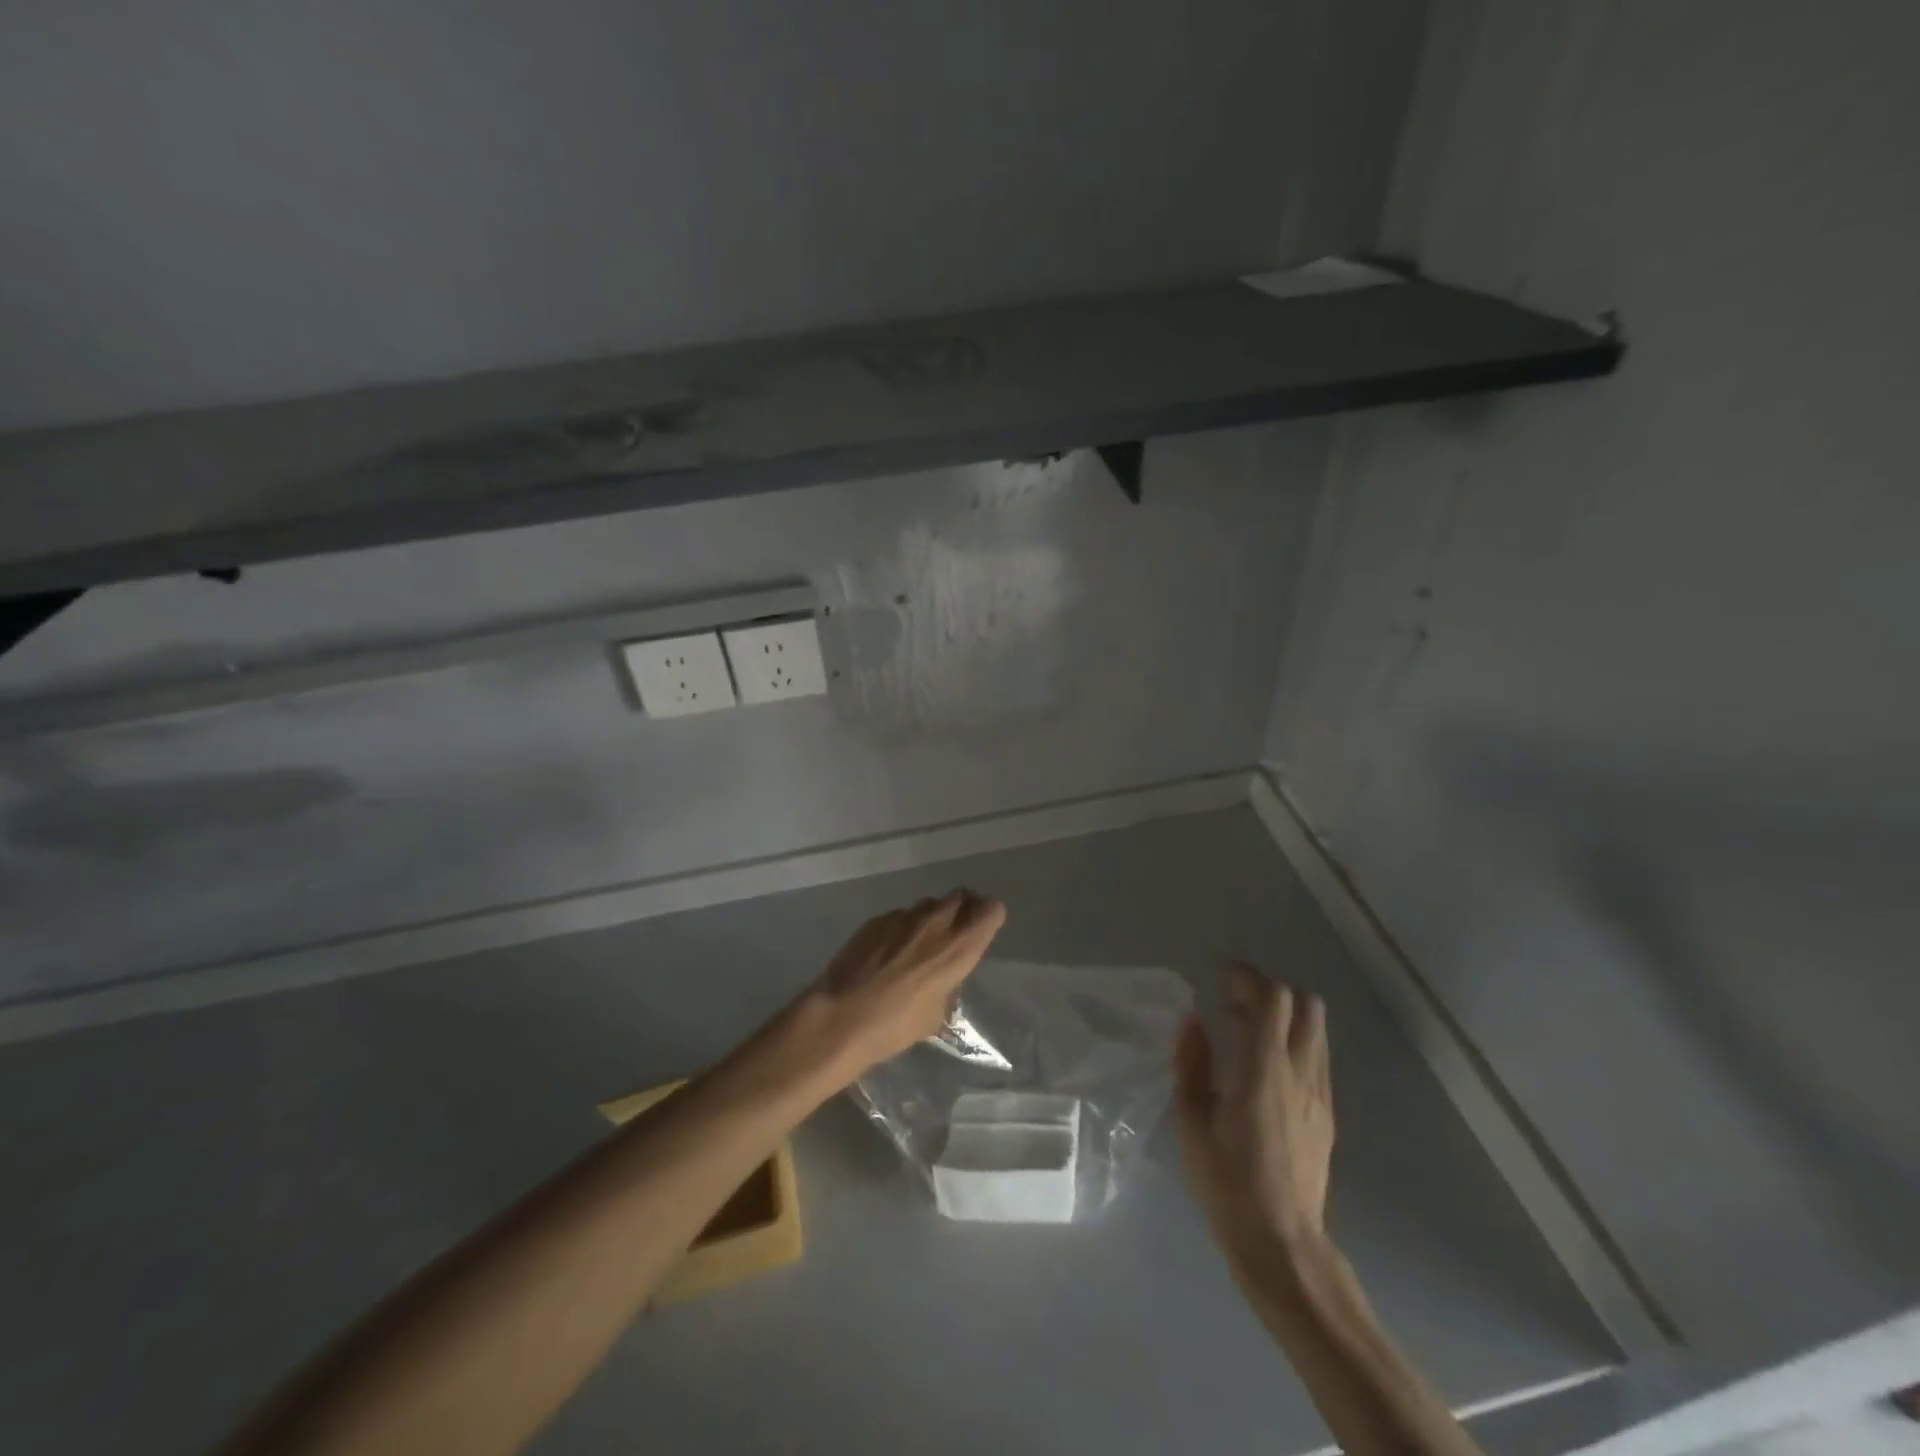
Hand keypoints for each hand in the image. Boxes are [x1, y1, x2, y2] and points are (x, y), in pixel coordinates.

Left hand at [795, 889, 1006, 1079]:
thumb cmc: (895, 1025)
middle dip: (962, 909)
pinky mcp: (876, 919)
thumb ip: (946, 985)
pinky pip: (899, 916)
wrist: (840, 1017)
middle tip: (953, 931)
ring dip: (930, 918)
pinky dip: (900, 928)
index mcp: (958, 948)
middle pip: (960, 896)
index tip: (982, 929)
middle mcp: (935, 923)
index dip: (989, 916)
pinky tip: (886, 953)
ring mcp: (903, 917)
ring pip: (928, 904)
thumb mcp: (935, 1014)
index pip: (991, 910)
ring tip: (916, 944)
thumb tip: (941, 978)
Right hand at [1174, 962, 1334, 1261]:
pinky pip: (1317, 1059)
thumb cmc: (1227, 1183)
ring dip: (1286, 1017)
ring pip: (1316, 1031)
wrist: (1282, 1243)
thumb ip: (1191, 1064)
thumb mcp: (1191, 1122)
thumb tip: (1192, 1021)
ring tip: (1249, 1031)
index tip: (1223, 976)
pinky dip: (1294, 1044)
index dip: (1250, 977)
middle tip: (1236, 1002)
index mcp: (1264, 1070)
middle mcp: (1300, 1073)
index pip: (1274, 999)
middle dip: (1272, 991)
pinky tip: (1267, 1068)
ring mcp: (1320, 1095)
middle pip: (1306, 1005)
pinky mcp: (1328, 1116)